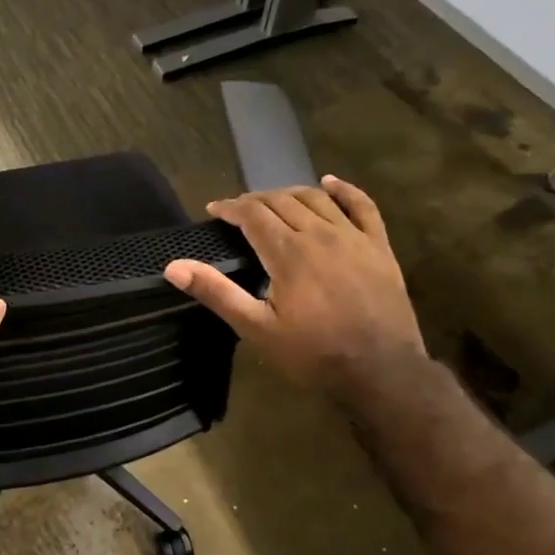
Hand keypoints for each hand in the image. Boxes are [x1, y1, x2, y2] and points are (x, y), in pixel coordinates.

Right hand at [164, 176, 424, 401]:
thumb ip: (217, 293)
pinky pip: (363, 206)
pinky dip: (344, 190)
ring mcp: (353, 237)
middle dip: (255, 200)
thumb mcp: (256, 328)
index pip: (252, 214)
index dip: (230, 208)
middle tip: (239, 211)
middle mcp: (319, 234)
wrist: (380, 371)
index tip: (214, 210)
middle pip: (282, 201)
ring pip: (316, 198)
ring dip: (290, 194)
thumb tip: (173, 267)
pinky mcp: (379, 247)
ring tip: (273, 201)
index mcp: (287, 252)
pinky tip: (329, 183)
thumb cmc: (312, 354)